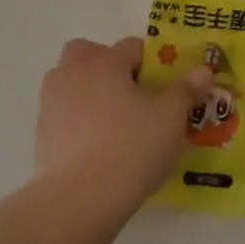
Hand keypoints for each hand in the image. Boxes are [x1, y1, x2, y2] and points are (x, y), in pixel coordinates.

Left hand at [34, 37, 213, 211]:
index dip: (152, 62)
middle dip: (107, 64)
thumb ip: (186, 90)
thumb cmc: (132, 147)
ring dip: (88, 90)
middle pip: (87, 53)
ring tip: (113, 120)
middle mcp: (73, 73)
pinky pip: (63, 112)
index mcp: (105, 62)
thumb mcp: (170, 118)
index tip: (165, 86)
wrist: (80, 197)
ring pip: (70, 81)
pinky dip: (78, 119)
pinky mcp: (41, 132)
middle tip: (130, 93)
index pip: (131, 46)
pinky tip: (97, 144)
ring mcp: (51, 102)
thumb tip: (203, 69)